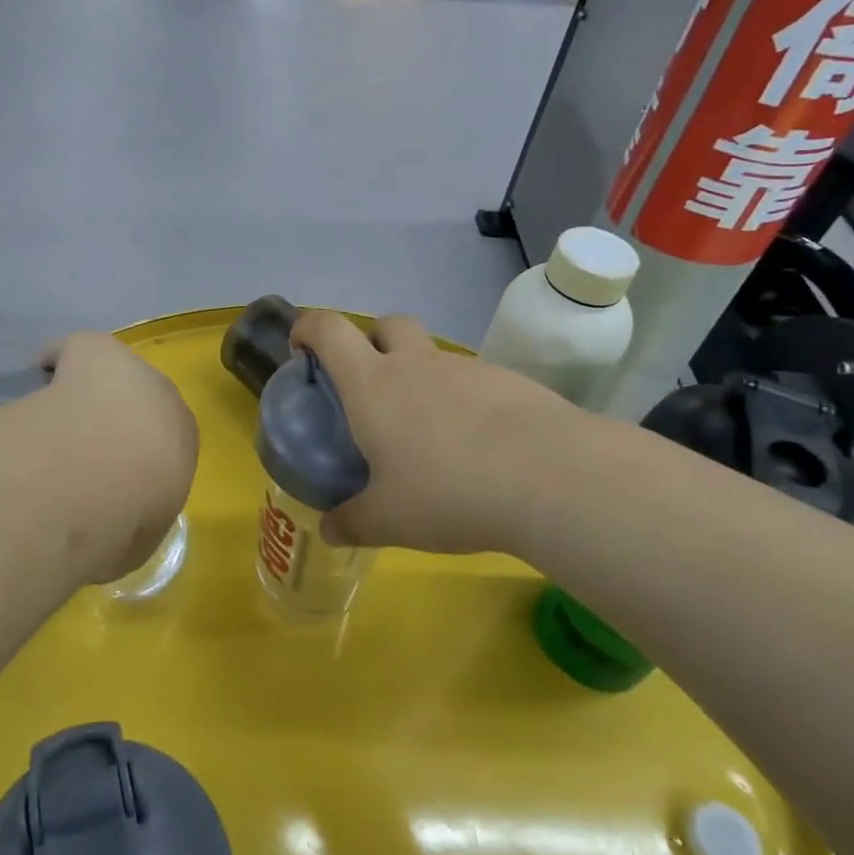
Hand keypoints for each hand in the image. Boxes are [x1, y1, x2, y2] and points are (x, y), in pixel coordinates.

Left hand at [38, 332, 199, 582]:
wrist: (100, 472)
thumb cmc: (126, 517)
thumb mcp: (135, 543)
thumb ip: (128, 530)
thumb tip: (111, 530)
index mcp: (182, 442)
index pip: (164, 441)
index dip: (134, 457)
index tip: (107, 476)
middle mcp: (164, 399)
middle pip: (139, 401)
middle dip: (114, 418)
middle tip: (77, 449)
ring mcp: (130, 370)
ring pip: (107, 375)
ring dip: (86, 390)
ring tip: (51, 417)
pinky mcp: (95, 348)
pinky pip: (72, 350)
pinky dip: (54, 360)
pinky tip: (31, 380)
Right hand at [290, 310, 601, 556]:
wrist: (550, 477)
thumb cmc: (448, 491)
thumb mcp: (389, 519)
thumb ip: (353, 522)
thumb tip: (330, 530)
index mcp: (373, 384)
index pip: (329, 329)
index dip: (308, 329)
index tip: (303, 352)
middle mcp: (415, 364)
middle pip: (385, 324)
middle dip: (370, 341)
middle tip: (370, 386)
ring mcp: (465, 368)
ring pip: (432, 354)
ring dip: (420, 376)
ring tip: (428, 434)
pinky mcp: (508, 382)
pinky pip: (472, 381)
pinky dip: (463, 401)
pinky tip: (477, 446)